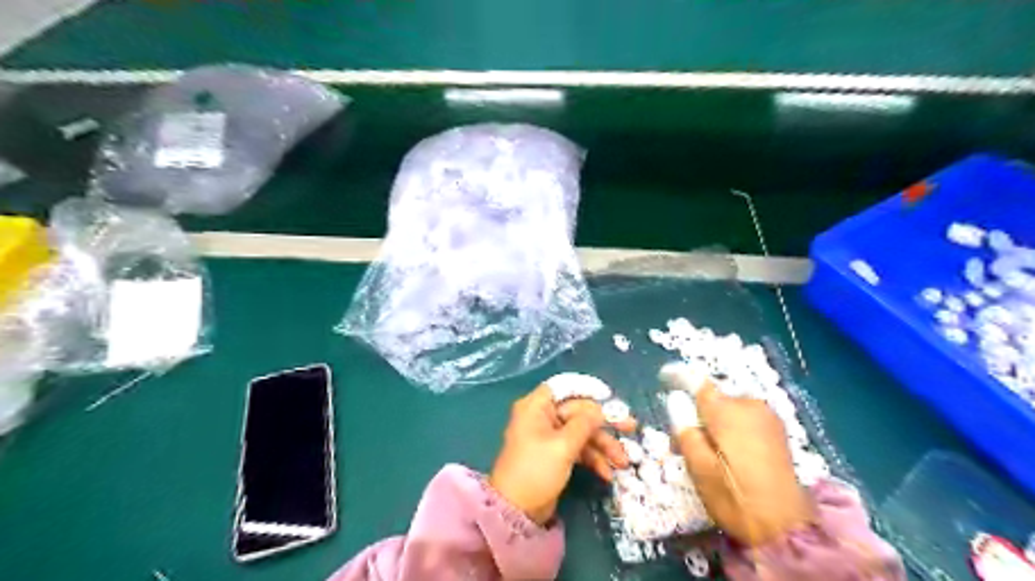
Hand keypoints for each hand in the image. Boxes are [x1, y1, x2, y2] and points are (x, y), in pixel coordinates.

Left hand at [491, 384, 634, 524]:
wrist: (517, 511)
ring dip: (602, 445)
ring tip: (622, 462)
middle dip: (604, 424)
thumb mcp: (563, 445)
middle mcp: (542, 417)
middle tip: (630, 428)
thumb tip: (600, 409)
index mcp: (537, 407)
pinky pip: (577, 448)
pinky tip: (607, 473)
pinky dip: (592, 458)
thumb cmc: (536, 470)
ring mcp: (549, 437)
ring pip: (581, 432)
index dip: (588, 389)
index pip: (564, 387)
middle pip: (578, 411)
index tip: (610, 397)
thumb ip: (584, 423)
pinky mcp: (554, 455)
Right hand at [668, 381, 813, 543]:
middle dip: (699, 409)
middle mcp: (749, 404)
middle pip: (714, 396)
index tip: (664, 376)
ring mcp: (768, 416)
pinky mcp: (777, 430)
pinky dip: (733, 424)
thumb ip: (685, 429)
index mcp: (727, 411)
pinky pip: (745, 415)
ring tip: (709, 448)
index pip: (698, 382)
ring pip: (730, 406)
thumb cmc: (734, 497)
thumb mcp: (699, 467)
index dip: (678, 375)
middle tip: (687, 438)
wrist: (785, 528)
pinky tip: (730, 450)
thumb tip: (676, 400)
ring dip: (716, 418)